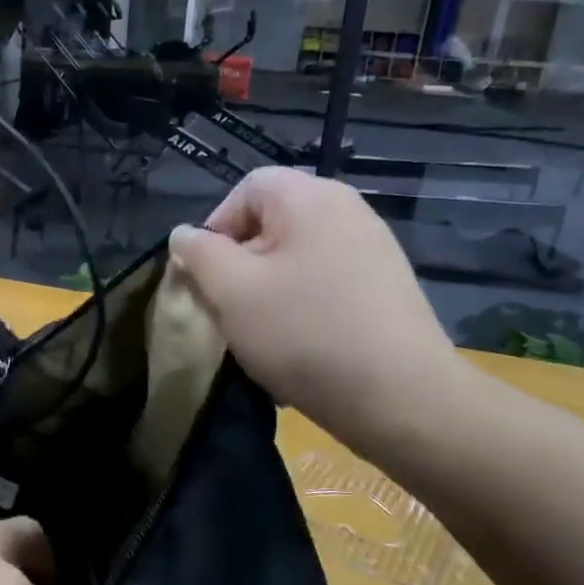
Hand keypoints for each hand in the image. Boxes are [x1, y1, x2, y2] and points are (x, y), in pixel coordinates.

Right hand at [167, 167, 467, 450]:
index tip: (204, 276)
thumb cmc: (304, 332)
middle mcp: (348, 210)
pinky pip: (326, 283)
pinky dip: (302, 307)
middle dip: (240, 264)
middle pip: (273, 223)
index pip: (247, 189)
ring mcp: (373, 249)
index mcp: (311, 197)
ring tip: (261, 334)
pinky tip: (299, 347)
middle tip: (228, 309)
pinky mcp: (386, 288)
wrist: (399, 396)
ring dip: (268, 291)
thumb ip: (199, 254)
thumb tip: (184, 235)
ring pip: (297, 258)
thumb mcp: (232, 291)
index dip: (215, 227)